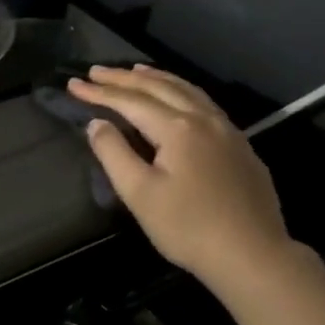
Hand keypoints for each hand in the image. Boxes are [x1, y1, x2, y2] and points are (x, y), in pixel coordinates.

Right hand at [68, 65, 292, 288]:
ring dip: (156, 78)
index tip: (72, 84)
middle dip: (124, 78)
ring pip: (187, 91)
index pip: (130, 102)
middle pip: (159, 88)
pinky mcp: (239, 146)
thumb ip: (114, 154)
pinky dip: (181, 91)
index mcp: (177, 128)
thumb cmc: (187, 227)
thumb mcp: (139, 194)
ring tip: (135, 71)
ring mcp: (227, 131)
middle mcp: (204, 119)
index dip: (99, 92)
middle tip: (95, 70)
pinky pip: (204, 103)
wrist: (251, 254)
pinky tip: (177, 98)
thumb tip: (97, 124)